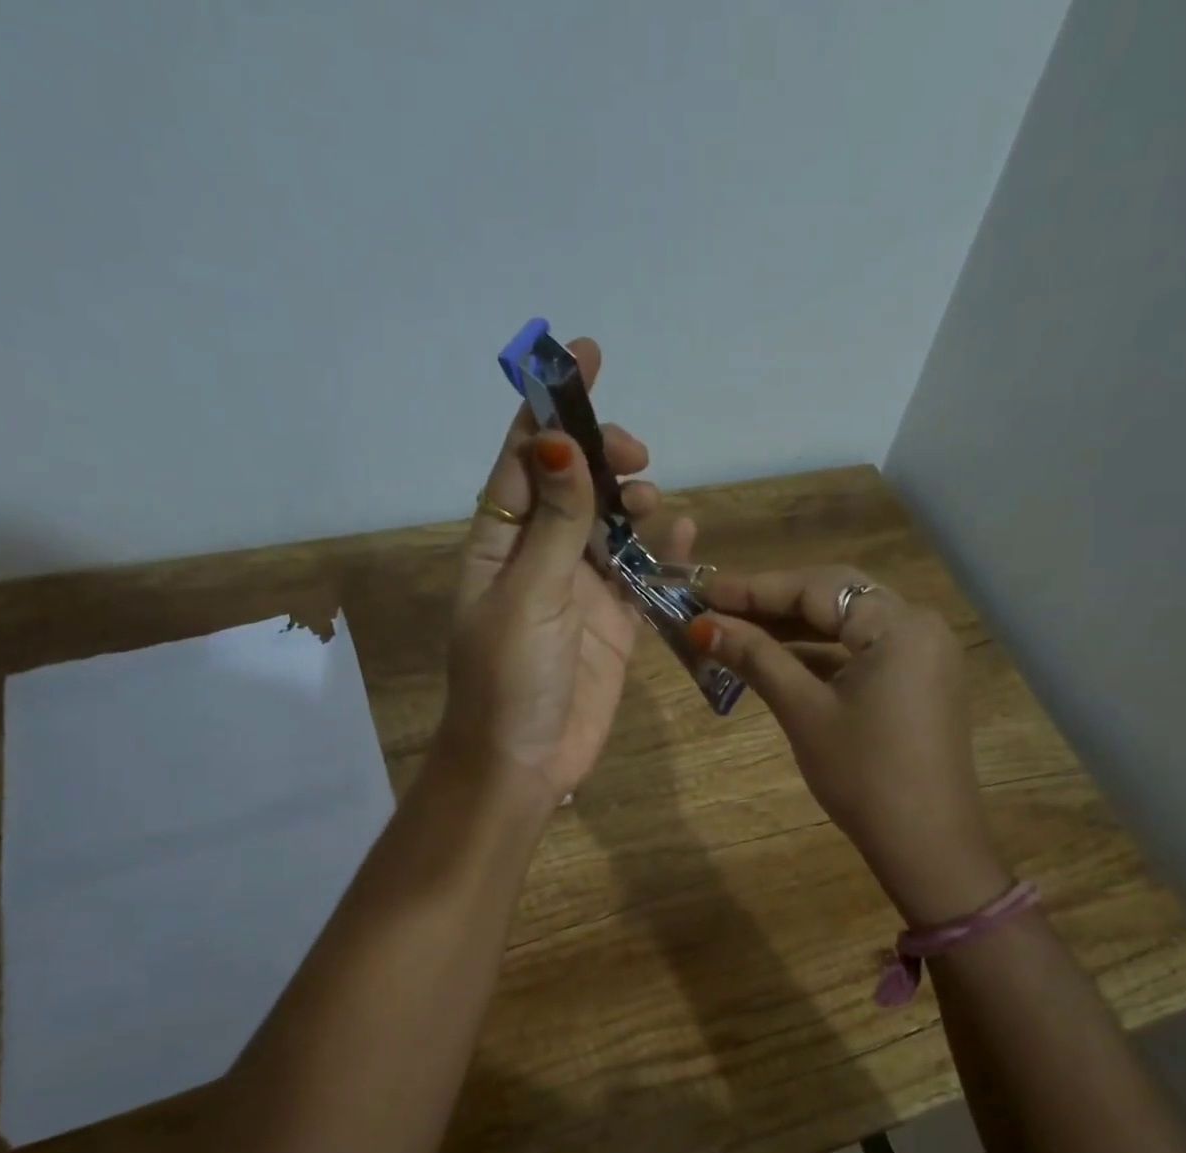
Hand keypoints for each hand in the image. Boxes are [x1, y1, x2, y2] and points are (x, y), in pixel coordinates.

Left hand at [440, 338, 694, 812]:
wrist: (523, 764)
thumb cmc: (510, 680)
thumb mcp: (527, 596)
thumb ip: (554, 525)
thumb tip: (562, 443)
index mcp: (500, 542)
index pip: (526, 459)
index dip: (551, 406)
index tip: (585, 356)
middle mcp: (539, 557)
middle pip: (574, 485)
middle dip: (603, 458)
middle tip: (635, 457)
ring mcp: (579, 591)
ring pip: (612, 526)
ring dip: (633, 503)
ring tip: (653, 502)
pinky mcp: (614, 624)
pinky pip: (643, 576)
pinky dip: (664, 553)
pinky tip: (685, 534)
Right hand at [689, 566, 1010, 924]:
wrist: (926, 843)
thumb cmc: (862, 775)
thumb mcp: (804, 711)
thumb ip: (756, 658)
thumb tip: (703, 625)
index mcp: (897, 623)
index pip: (816, 588)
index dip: (755, 588)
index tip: (703, 591)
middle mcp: (918, 624)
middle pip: (835, 596)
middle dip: (774, 603)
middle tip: (717, 608)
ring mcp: (923, 652)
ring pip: (848, 623)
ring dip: (795, 628)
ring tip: (738, 631)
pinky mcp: (919, 679)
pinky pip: (863, 649)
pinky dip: (822, 652)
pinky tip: (779, 658)